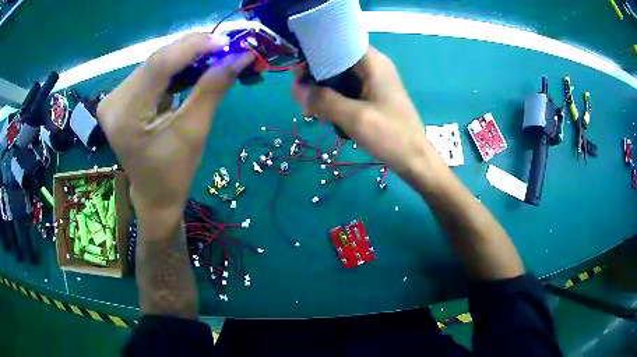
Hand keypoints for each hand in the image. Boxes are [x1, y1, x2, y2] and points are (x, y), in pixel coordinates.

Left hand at [97, 33, 253, 235]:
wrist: (154, 196)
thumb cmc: (173, 174)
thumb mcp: (194, 132)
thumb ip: (213, 89)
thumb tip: (240, 56)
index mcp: (126, 115)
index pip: (159, 65)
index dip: (194, 47)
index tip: (227, 41)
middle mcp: (114, 100)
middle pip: (157, 60)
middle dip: (194, 50)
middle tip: (226, 48)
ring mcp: (116, 98)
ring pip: (157, 62)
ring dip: (187, 57)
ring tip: (215, 58)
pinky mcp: (123, 97)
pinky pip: (153, 72)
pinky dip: (176, 68)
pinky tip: (196, 68)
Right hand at [292, 47, 439, 180]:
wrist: (414, 160)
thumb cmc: (390, 135)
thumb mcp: (354, 117)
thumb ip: (323, 100)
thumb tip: (295, 89)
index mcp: (372, 62)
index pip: (336, 44)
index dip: (314, 55)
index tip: (298, 76)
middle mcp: (372, 66)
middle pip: (335, 61)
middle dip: (315, 78)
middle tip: (304, 101)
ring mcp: (373, 82)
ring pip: (338, 78)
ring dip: (323, 92)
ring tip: (312, 113)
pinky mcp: (372, 96)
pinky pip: (347, 91)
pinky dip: (334, 101)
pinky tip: (326, 117)